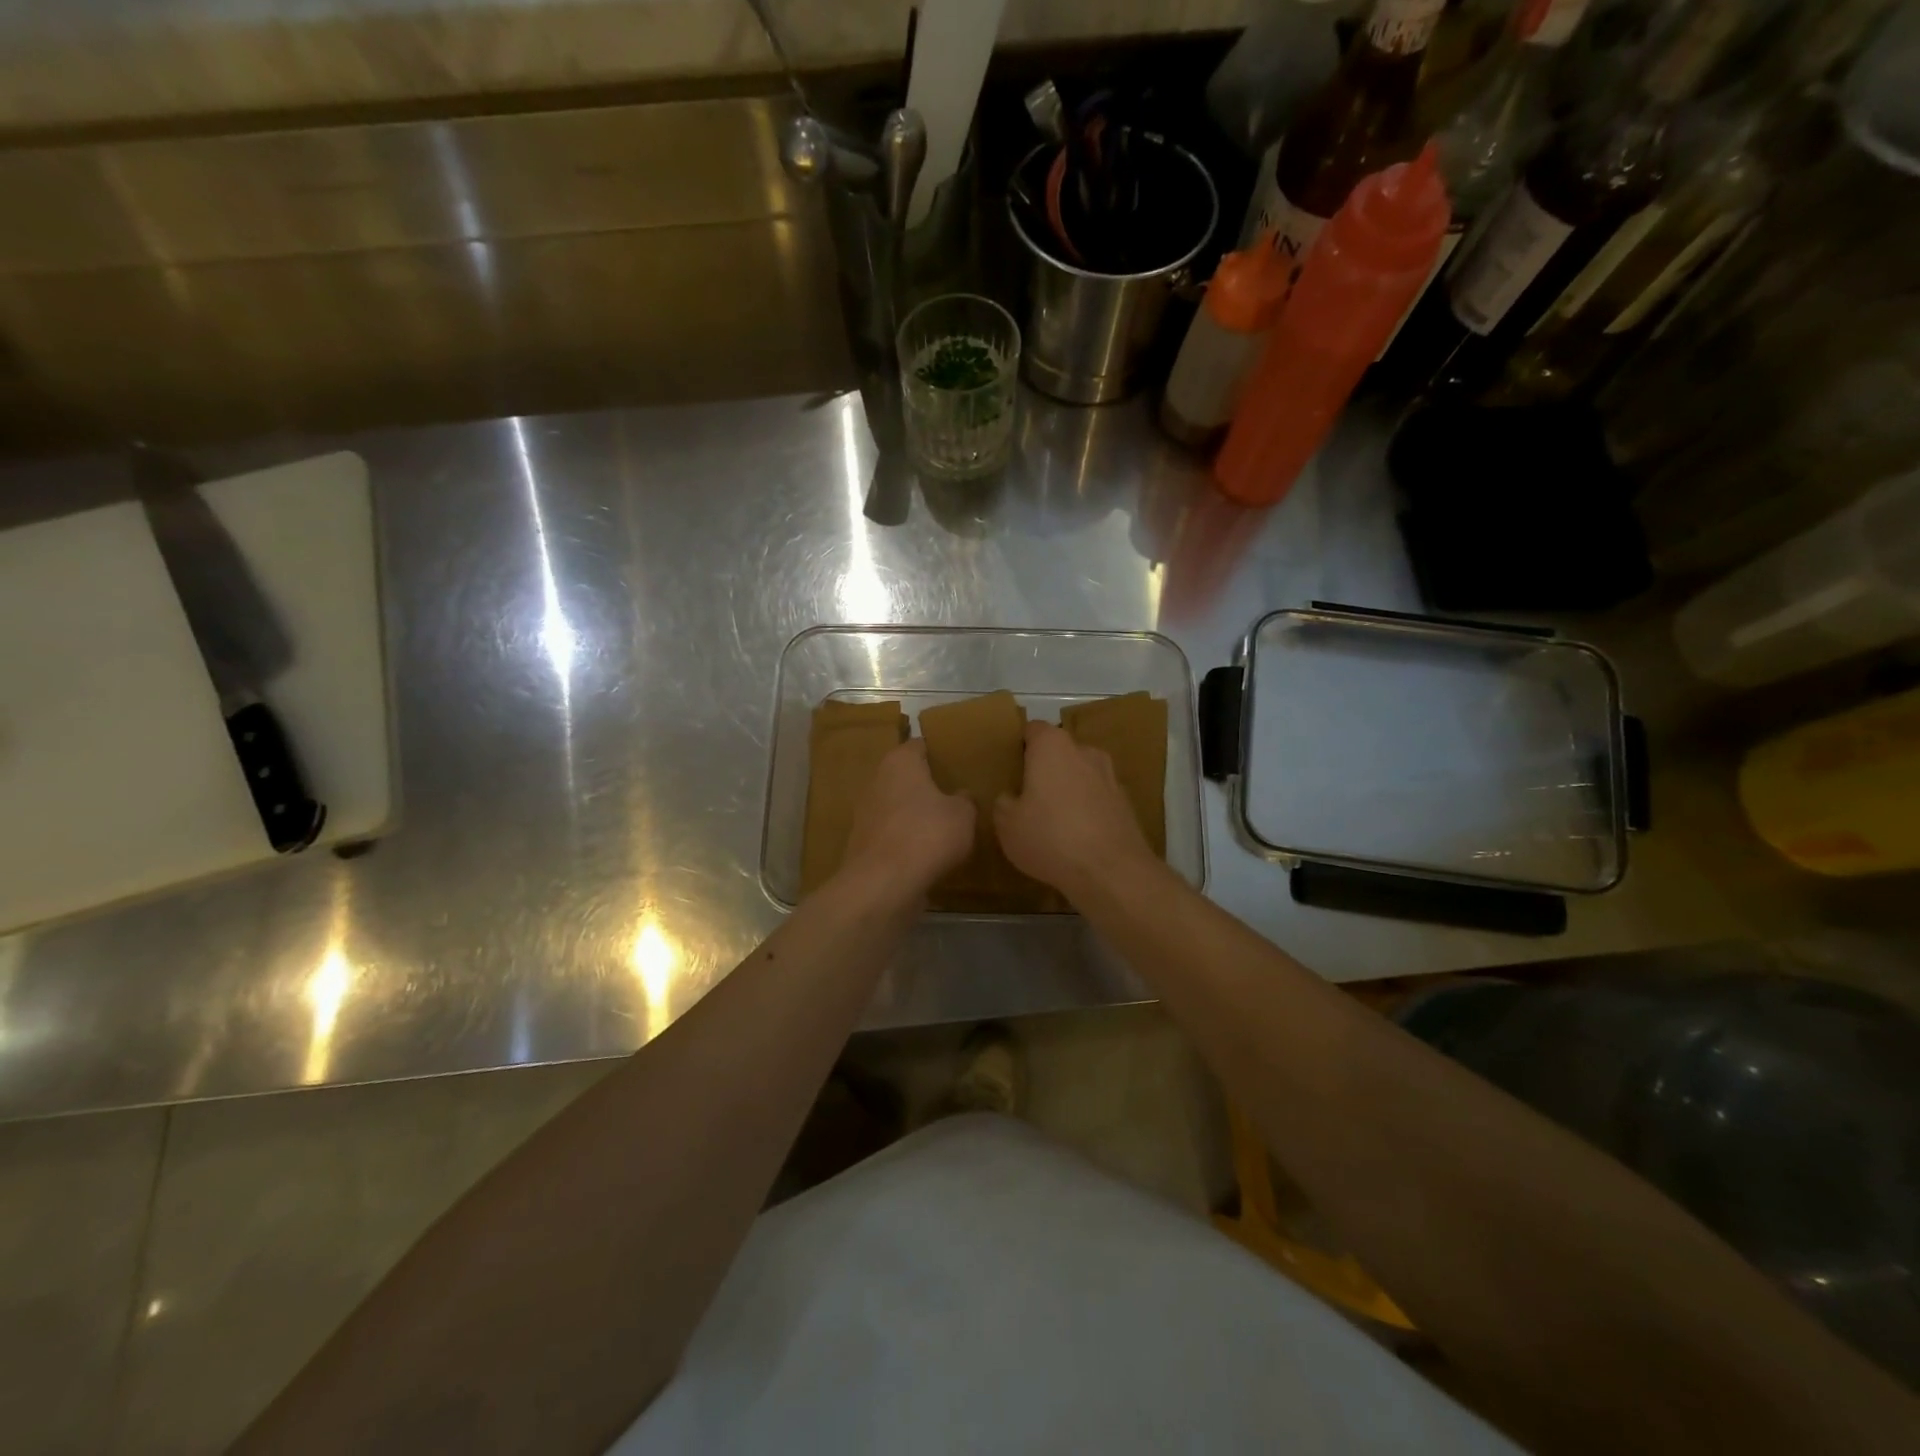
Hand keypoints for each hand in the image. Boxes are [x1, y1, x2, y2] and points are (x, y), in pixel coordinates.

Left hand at [841, 740, 975, 897]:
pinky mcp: (863, 843)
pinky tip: (926, 851)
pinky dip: (906, 838)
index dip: (938, 751)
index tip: (956, 761)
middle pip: (905, 776)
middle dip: (926, 784)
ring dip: (915, 813)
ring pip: (897, 805)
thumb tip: (960, 796)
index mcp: (900, 762)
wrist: (884, 884)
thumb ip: (965, 800)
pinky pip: (892, 833)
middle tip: (954, 793)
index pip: (919, 745)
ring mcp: (866, 812)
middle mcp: (877, 780)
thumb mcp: (964, 814)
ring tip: (944, 824)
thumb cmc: (928, 834)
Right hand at [995, 721, 1156, 900]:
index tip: (1010, 765)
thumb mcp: (1007, 824)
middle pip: (1060, 751)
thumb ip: (1004, 803)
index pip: (1033, 729)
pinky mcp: (1126, 803)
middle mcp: (1085, 751)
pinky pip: (1098, 798)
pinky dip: (1087, 809)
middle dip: (1045, 767)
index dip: (1020, 744)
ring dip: (1069, 788)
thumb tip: (1010, 797)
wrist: (1110, 871)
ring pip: (1082, 774)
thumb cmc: (1050, 837)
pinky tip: (1077, 836)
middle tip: (1027, 794)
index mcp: (1053, 746)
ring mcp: (1110, 776)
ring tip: (1053, 817)